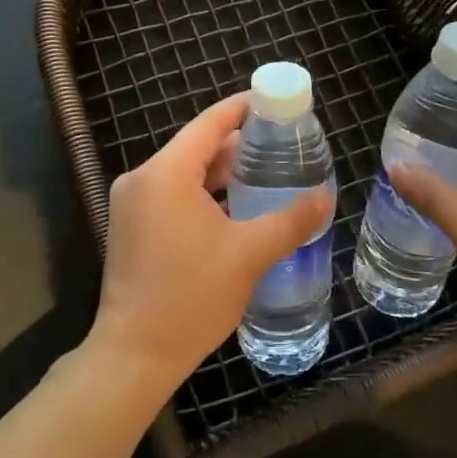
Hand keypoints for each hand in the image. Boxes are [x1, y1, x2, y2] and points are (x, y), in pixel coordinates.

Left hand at [89, 92, 332, 395]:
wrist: (135, 355)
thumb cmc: (191, 297)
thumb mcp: (249, 254)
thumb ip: (290, 220)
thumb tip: (325, 196)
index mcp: (166, 172)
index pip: (210, 123)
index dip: (244, 108)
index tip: (277, 103)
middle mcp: (143, 178)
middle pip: (197, 146)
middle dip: (239, 143)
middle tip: (282, 143)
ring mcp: (132, 203)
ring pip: (184, 172)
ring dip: (221, 170)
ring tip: (266, 171)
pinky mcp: (130, 226)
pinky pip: (172, 193)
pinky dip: (203, 192)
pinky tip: (235, 205)